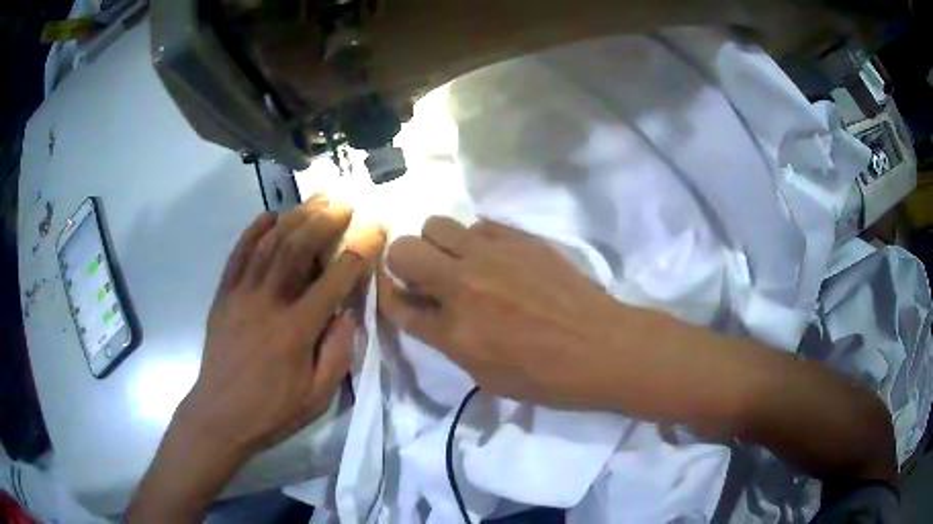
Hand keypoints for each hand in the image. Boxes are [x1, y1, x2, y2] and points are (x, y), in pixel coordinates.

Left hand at [129, 197, 385, 522]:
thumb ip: (338, 352)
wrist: (220, 416)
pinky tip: (267, 216)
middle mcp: (268, 303)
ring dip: (294, 216)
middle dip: (324, 220)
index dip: (359, 251)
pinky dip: (252, 231)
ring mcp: (241, 295)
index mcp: (296, 330)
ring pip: (269, 244)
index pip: (334, 280)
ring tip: (314, 199)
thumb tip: (348, 311)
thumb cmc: (273, 411)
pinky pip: (237, 255)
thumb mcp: (318, 396)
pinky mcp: (223, 296)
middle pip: (297, 248)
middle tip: (343, 202)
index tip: (375, 229)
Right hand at [378, 216, 631, 408]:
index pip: (397, 303)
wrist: (600, 346)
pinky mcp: (518, 238)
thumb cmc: (545, 376)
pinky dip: (474, 238)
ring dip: (437, 243)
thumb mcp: (485, 375)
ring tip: (460, 261)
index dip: (389, 295)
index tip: (396, 291)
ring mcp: (491, 254)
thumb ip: (447, 339)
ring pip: (436, 224)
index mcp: (453, 331)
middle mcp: (462, 284)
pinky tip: (494, 256)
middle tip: (426, 276)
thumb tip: (428, 309)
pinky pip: (478, 223)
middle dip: (404, 262)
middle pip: (403, 250)